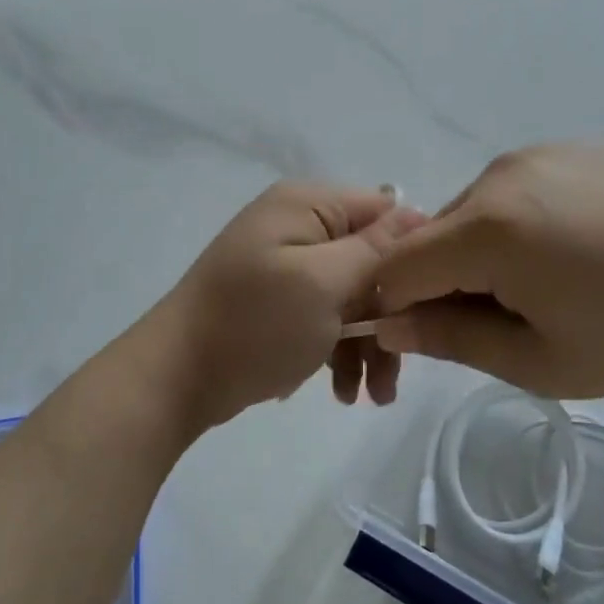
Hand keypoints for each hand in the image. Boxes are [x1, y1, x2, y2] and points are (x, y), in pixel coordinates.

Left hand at [153, 182, 422, 430]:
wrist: (176, 378)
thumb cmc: (255, 324)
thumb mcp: (323, 283)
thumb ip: (375, 249)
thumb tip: (417, 216)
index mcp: (307, 205)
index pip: (384, 211)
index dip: (412, 255)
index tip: (427, 304)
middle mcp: (298, 226)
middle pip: (371, 261)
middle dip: (388, 316)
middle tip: (395, 370)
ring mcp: (286, 266)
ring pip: (352, 296)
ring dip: (368, 343)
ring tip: (372, 398)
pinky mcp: (279, 302)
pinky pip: (326, 317)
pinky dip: (339, 351)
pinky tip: (340, 391)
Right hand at [372, 144, 603, 396]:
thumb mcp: (540, 360)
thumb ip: (451, 341)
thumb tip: (389, 324)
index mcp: (487, 229)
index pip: (397, 268)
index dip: (398, 309)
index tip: (434, 341)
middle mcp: (500, 175)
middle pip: (434, 237)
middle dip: (446, 283)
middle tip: (507, 323)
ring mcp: (539, 154)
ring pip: (474, 213)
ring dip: (483, 254)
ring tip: (553, 286)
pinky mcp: (573, 148)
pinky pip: (516, 192)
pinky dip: (520, 226)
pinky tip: (581, 251)